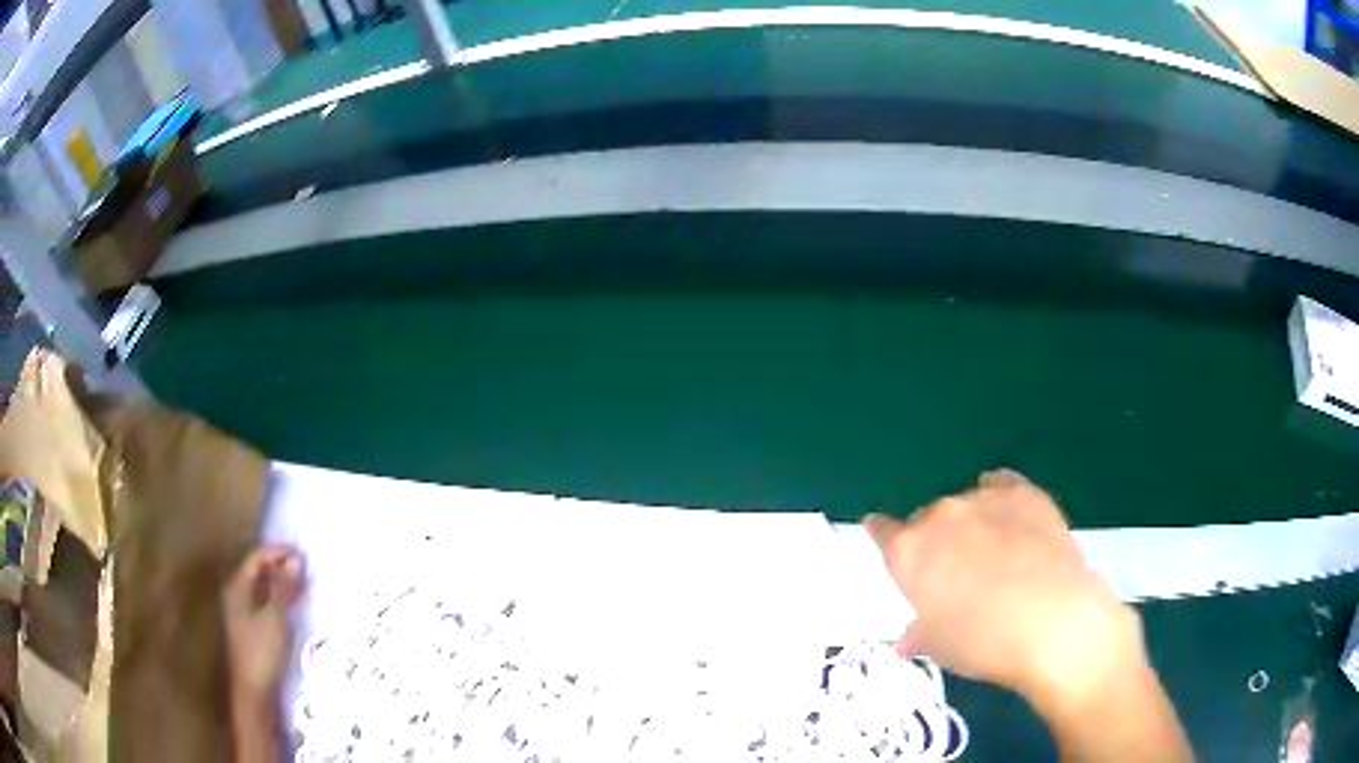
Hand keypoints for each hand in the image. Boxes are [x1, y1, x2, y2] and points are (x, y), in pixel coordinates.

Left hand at [222, 547, 304, 704]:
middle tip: (305, 568)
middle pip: (258, 571)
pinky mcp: (253, 627)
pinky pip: (267, 602)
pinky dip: (281, 598)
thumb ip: (284, 588)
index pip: (256, 558)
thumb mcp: (275, 617)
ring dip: (282, 583)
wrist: (254, 689)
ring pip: (263, 588)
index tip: (301, 554)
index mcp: (238, 587)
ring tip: (304, 583)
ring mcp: (244, 612)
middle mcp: (238, 594)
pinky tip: (295, 603)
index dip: (277, 553)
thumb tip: (296, 560)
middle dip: (281, 567)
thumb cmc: (262, 650)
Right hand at [866, 470, 1192, 761]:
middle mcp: (940, 515)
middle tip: (955, 575)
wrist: (1054, 620)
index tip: (886, 543)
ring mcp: (984, 498)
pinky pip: (1000, 485)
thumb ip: (919, 633)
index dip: (882, 537)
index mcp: (909, 551)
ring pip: (965, 505)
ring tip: (994, 554)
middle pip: (927, 519)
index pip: (881, 532)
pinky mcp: (1023, 492)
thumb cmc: (984, 643)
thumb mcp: (941, 647)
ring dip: (970, 524)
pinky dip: (999, 497)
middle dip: (936, 543)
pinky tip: (1010, 519)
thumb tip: (910, 638)